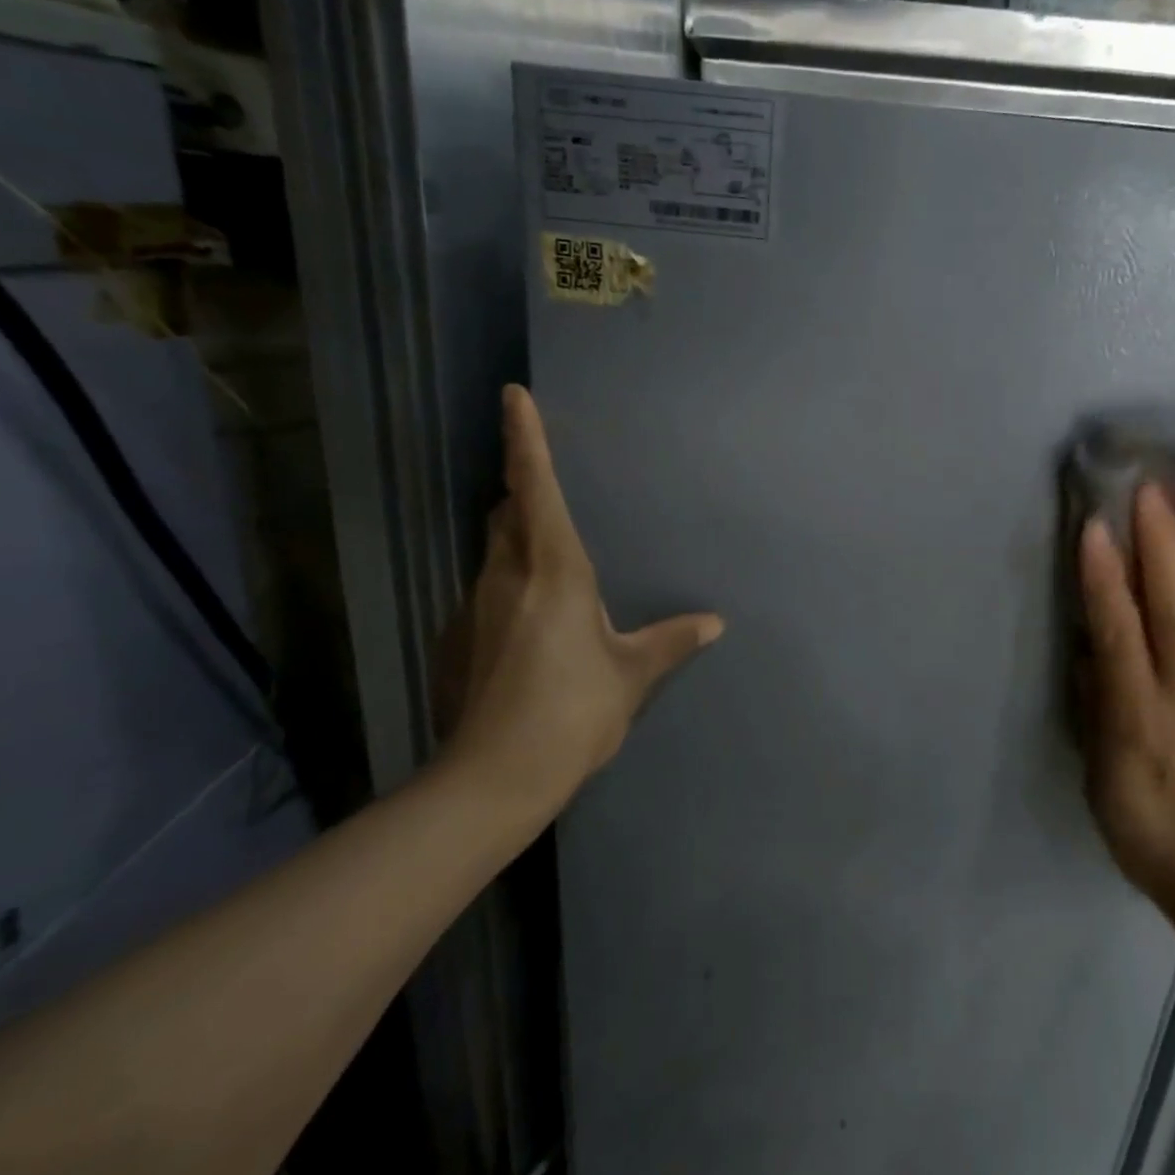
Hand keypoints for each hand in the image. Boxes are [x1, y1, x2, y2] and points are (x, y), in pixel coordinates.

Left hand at [439, 385, 723, 814]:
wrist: (493, 777)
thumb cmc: (574, 711)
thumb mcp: (632, 673)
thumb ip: (672, 640)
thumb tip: (714, 622)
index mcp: (555, 570)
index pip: (534, 488)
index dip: (524, 440)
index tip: (513, 397)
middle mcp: (507, 576)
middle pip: (506, 512)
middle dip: (521, 488)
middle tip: (543, 481)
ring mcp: (475, 606)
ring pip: (494, 551)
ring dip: (516, 537)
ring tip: (549, 554)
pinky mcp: (460, 638)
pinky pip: (489, 590)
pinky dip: (510, 584)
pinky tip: (532, 622)